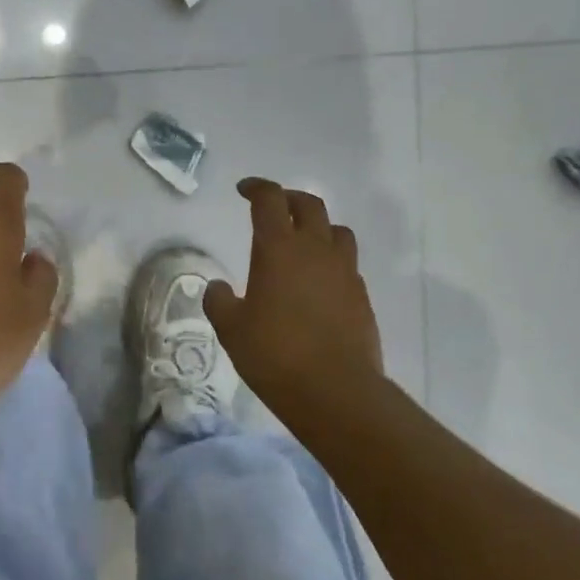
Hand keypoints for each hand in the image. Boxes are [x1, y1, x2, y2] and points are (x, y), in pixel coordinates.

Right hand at [204, 178, 384, 403]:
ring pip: (337, 231)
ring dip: (318, 227)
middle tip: (274, 208)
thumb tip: (219, 287)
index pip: (269, 200)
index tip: (244, 190)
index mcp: (279, 249)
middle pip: (309, 205)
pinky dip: (332, 261)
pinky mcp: (361, 296)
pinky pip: (347, 264)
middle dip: (289, 199)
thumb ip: (219, 301)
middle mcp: (316, 250)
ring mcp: (344, 271)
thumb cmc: (275, 354)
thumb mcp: (231, 329)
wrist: (336, 391)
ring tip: (303, 242)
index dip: (256, 188)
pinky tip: (319, 283)